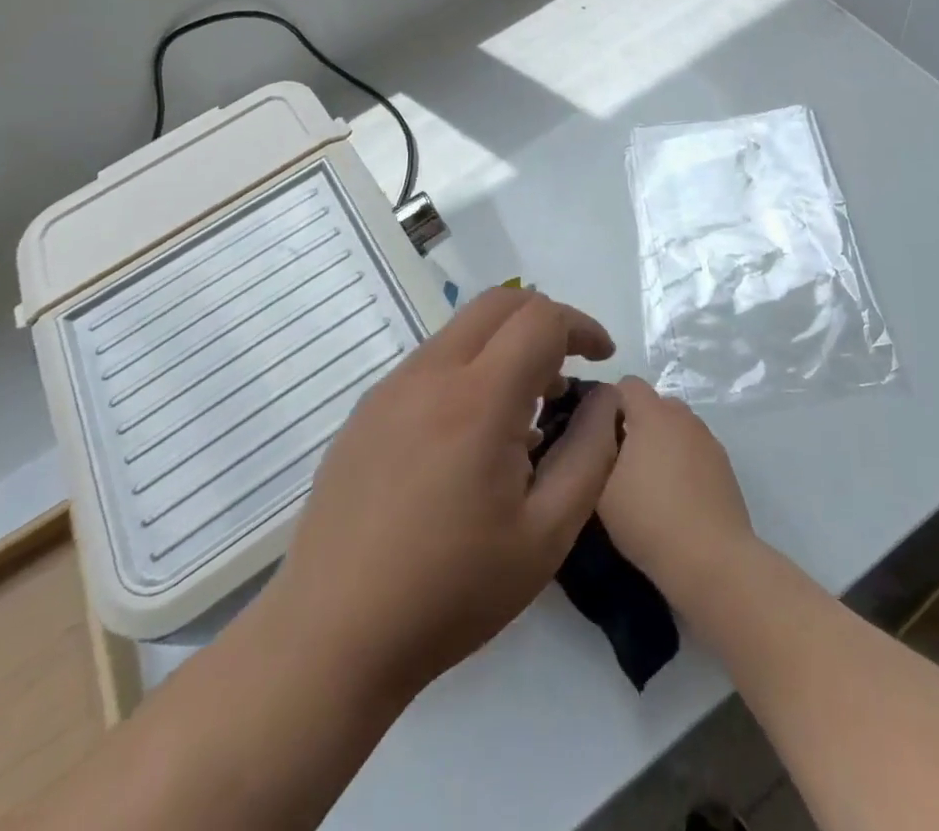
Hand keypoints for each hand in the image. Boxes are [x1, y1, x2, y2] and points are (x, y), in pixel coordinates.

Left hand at [264, 288, 624, 702]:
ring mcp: (391, 387)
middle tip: (568, 369)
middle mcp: (431, 373)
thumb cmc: (451, 591)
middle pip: (499, 303)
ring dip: (505, 345)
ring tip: (526, 410)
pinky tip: (472, 436)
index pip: (540, 319)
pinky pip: (432, 362)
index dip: (581, 326)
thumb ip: (591, 454)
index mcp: (478, 398)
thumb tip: (607, 398)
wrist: (331, 635)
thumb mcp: (546, 535)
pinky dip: (469, 368)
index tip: (602, 359)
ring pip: (463, 330)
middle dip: (545, 320)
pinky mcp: (367, 410)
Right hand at [597, 377, 756, 619]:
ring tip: (648, 483)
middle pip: (654, 405)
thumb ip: (596, 451)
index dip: (609, 403)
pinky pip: (695, 451)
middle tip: (620, 461)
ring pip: (676, 428)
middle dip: (636, 423)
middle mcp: (683, 418)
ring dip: (661, 443)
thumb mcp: (601, 489)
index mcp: (653, 414)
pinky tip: (675, 499)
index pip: (627, 384)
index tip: (598, 434)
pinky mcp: (725, 466)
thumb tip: (598, 436)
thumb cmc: (648, 518)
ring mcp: (708, 440)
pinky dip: (682, 463)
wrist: (711, 560)